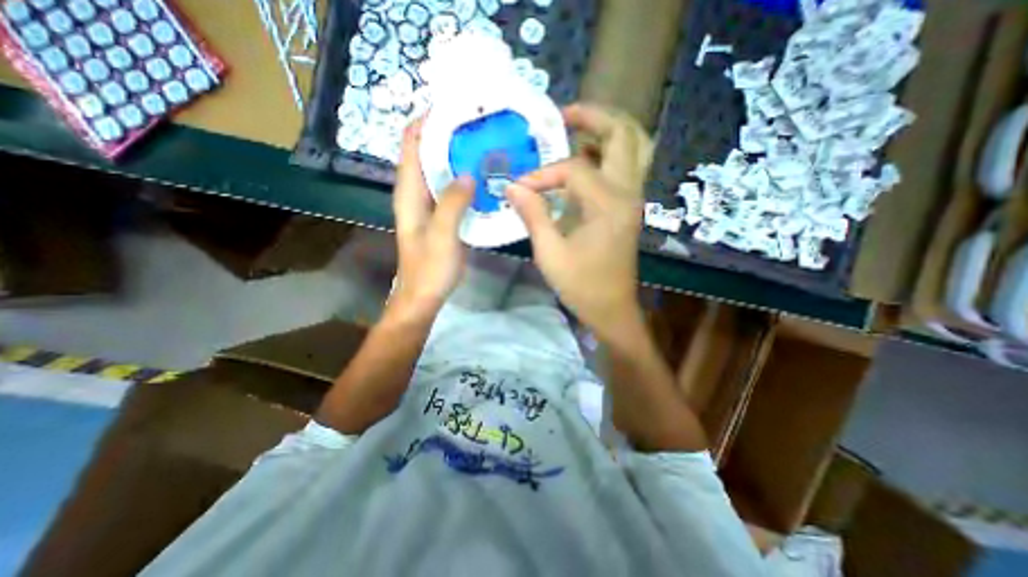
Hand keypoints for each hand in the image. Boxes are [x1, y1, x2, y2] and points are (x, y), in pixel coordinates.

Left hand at [391, 117, 474, 318]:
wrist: (424, 296)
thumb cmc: (430, 269)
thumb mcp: (442, 235)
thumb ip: (452, 203)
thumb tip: (468, 174)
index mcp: (409, 193)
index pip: (412, 145)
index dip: (426, 122)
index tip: (452, 107)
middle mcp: (415, 194)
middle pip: (426, 154)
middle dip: (446, 136)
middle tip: (476, 125)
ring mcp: (429, 206)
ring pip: (439, 171)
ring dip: (457, 156)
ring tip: (483, 145)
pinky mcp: (441, 217)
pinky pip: (451, 190)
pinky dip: (463, 179)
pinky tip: (482, 178)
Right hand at [504, 103, 648, 336]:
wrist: (612, 308)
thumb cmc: (582, 286)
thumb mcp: (550, 253)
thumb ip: (533, 215)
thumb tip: (512, 186)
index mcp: (609, 205)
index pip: (575, 168)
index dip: (544, 173)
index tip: (521, 187)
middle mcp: (628, 193)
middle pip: (623, 135)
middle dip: (594, 117)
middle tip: (563, 116)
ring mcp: (633, 198)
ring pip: (633, 146)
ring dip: (605, 130)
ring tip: (574, 129)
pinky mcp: (629, 207)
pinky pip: (625, 166)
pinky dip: (607, 152)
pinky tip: (583, 159)